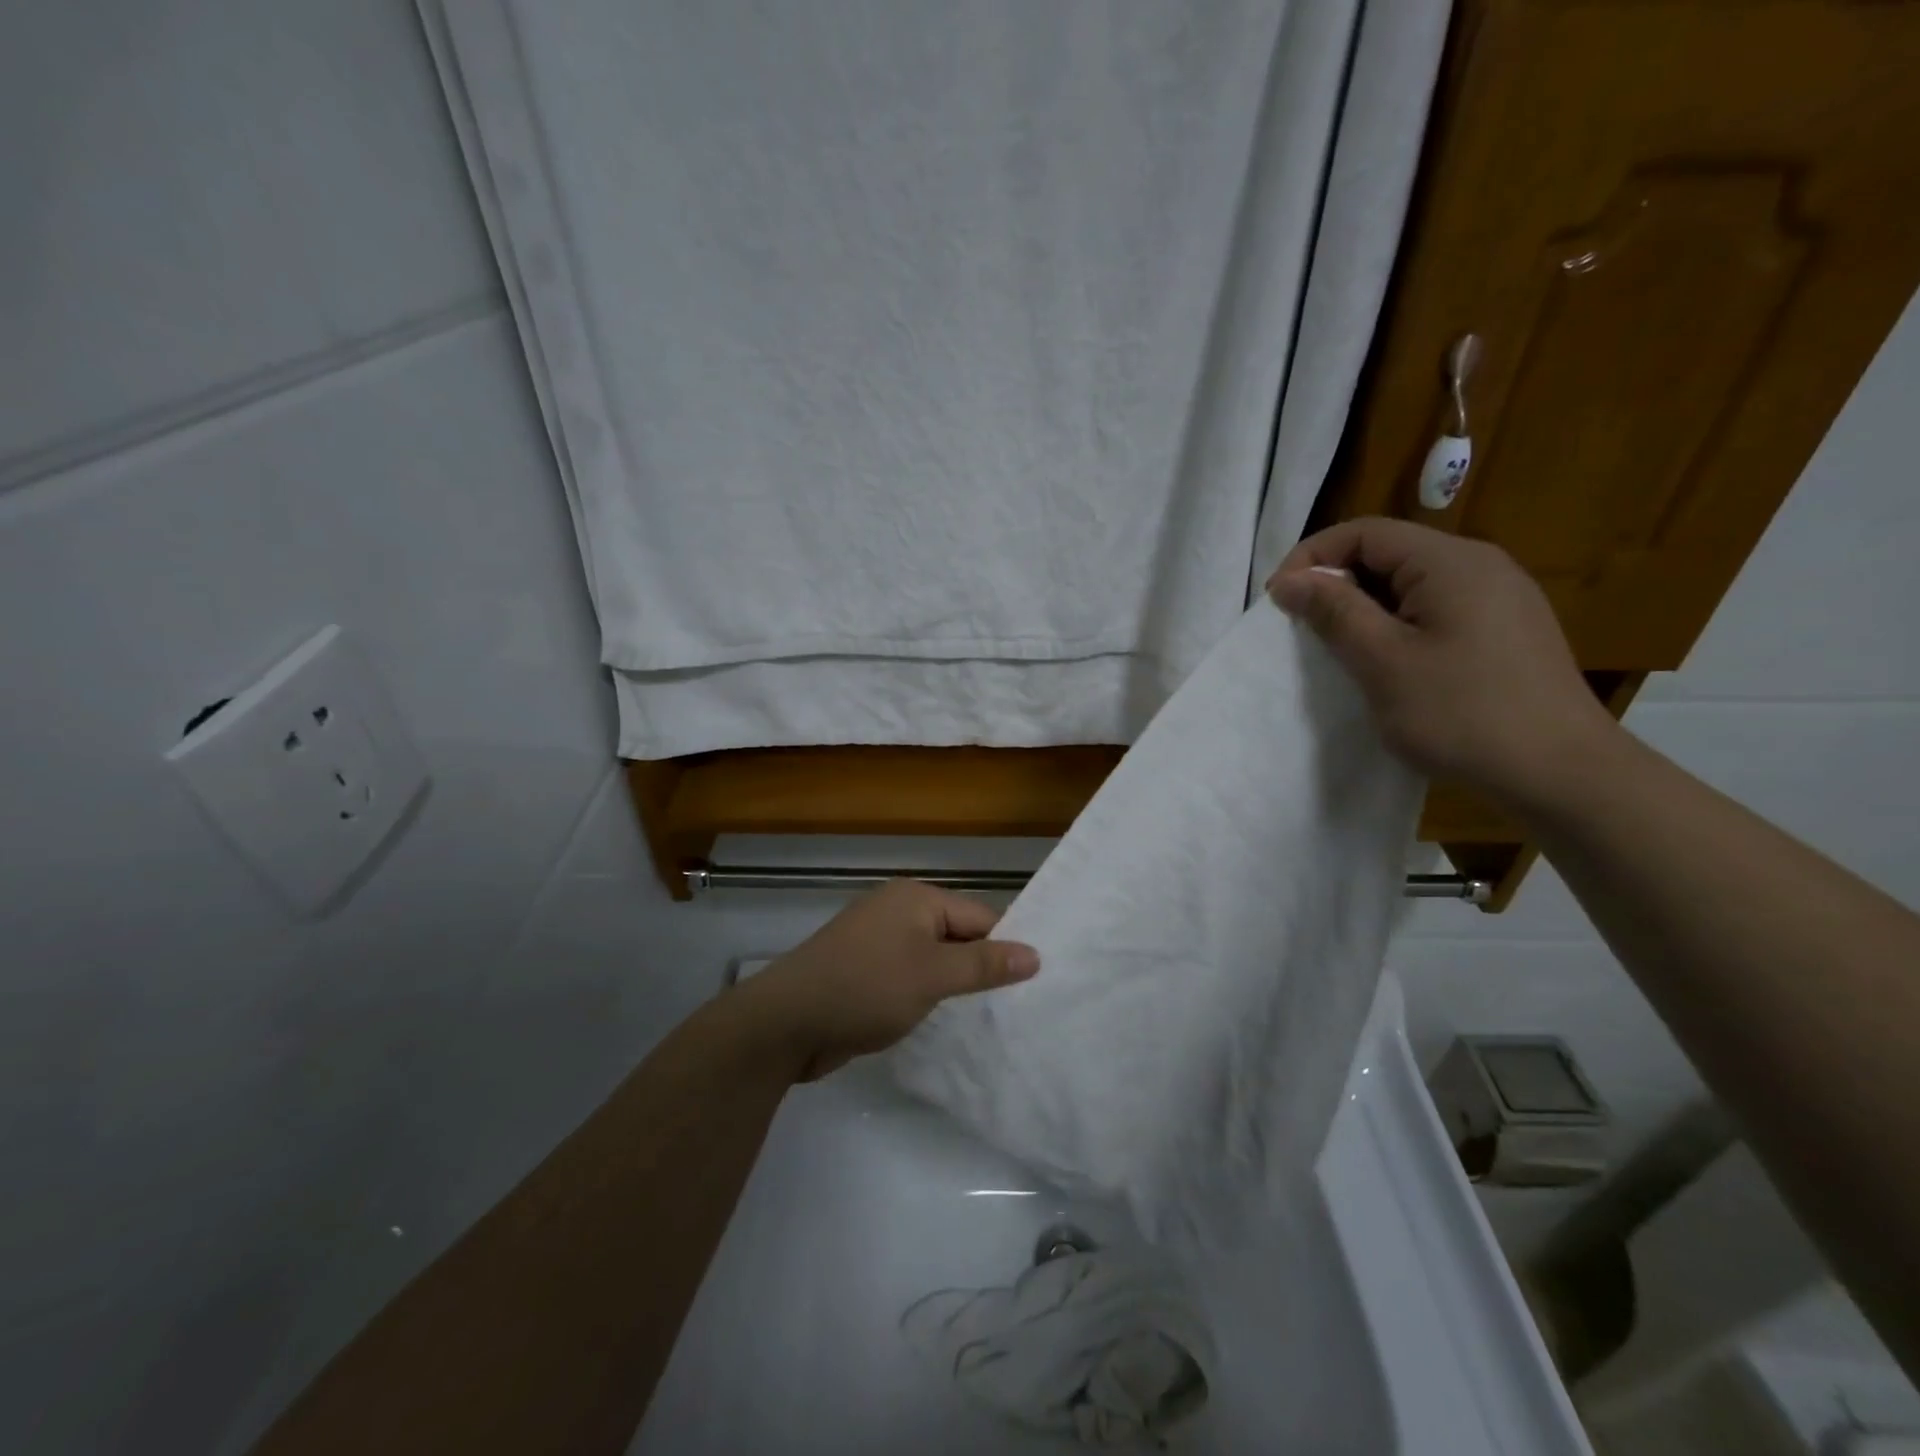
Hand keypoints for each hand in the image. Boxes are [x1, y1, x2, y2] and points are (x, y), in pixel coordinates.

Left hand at [732, 879, 1039, 1080]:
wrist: (786, 1022)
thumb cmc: (866, 988)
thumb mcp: (933, 975)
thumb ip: (984, 965)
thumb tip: (1035, 954)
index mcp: (916, 898)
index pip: (980, 917)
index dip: (1005, 949)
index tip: (1032, 986)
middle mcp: (898, 911)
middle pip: (957, 935)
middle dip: (980, 969)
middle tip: (1017, 1008)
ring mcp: (878, 941)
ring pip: (933, 959)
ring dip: (953, 986)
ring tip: (988, 1019)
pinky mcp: (863, 971)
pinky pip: (909, 976)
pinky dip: (926, 995)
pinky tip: (943, 1022)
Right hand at [1266, 517, 1617, 808]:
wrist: (1560, 773)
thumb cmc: (1461, 713)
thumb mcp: (1383, 661)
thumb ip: (1334, 612)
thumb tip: (1290, 580)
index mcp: (1450, 561)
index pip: (1365, 532)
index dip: (1312, 557)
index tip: (1278, 601)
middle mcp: (1480, 565)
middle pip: (1389, 553)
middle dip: (1336, 583)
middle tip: (1302, 627)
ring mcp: (1499, 597)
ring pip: (1411, 584)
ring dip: (1364, 607)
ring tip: (1338, 648)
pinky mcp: (1506, 630)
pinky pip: (1436, 609)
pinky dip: (1397, 624)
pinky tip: (1387, 663)